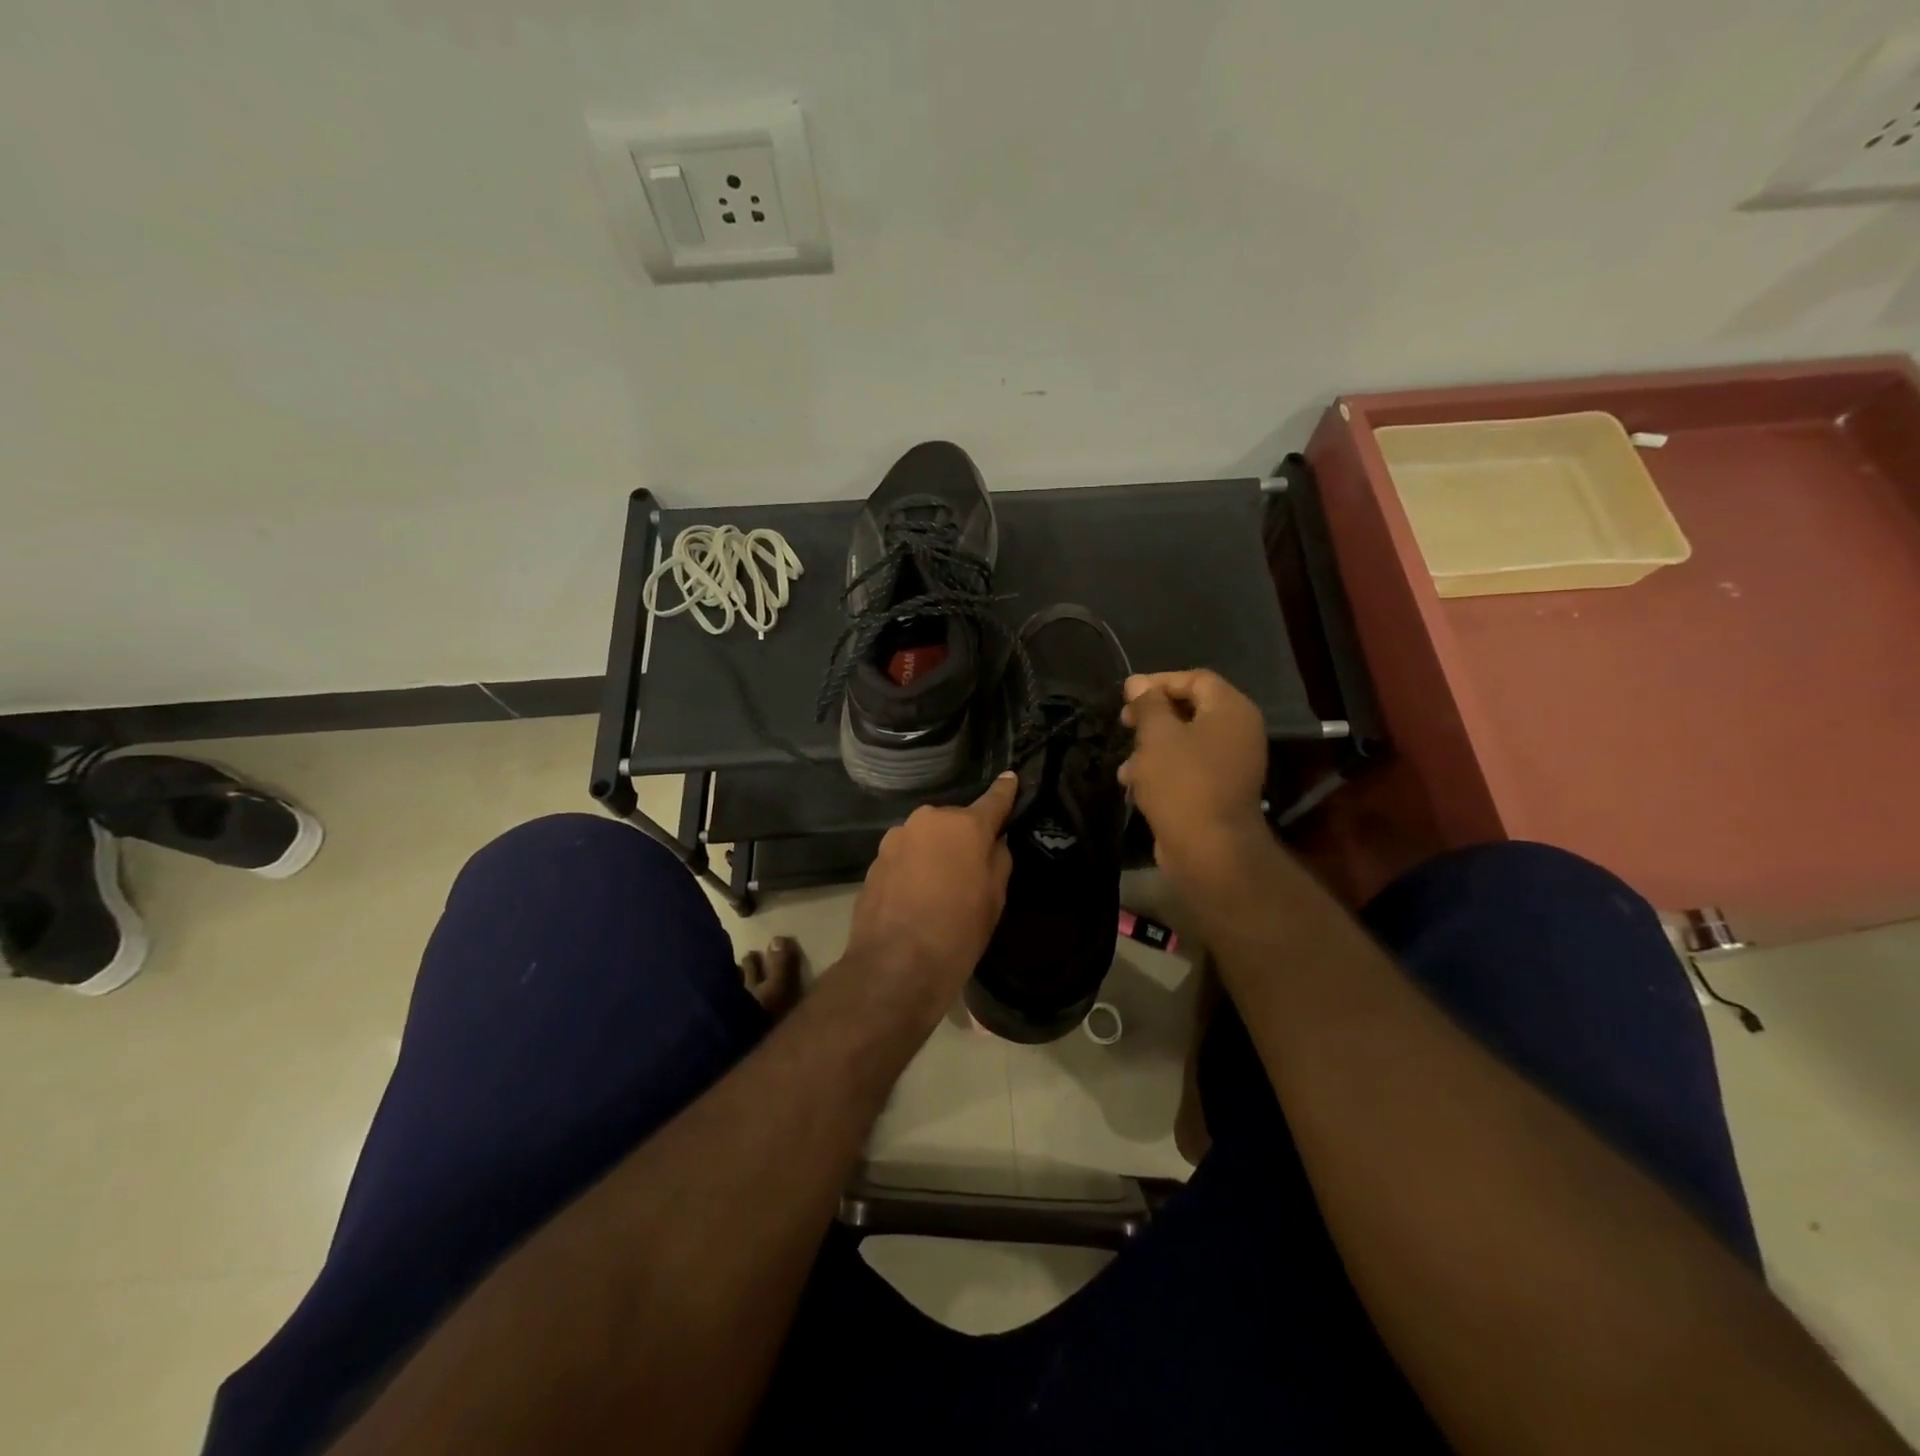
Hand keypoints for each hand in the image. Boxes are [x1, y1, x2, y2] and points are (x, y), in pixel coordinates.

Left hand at [843, 773, 1016, 1008]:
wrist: (895, 965)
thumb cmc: (957, 931)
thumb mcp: (994, 898)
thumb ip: (998, 859)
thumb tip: (994, 842)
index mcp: (964, 825)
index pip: (993, 800)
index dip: (1005, 791)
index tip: (1011, 778)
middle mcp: (928, 821)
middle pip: (954, 822)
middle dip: (963, 837)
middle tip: (970, 868)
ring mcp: (896, 838)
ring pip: (926, 838)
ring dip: (935, 853)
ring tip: (939, 888)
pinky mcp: (875, 860)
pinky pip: (905, 856)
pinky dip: (914, 868)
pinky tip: (916, 897)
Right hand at [1118, 670, 1269, 886]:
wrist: (1208, 849)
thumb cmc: (1182, 782)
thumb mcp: (1157, 735)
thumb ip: (1147, 704)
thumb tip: (1137, 682)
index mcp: (1231, 710)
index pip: (1196, 679)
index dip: (1159, 682)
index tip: (1127, 695)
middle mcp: (1238, 732)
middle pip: (1191, 709)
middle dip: (1152, 716)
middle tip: (1124, 723)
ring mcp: (1231, 764)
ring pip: (1185, 741)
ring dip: (1151, 747)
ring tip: (1125, 763)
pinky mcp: (1218, 791)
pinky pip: (1188, 768)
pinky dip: (1161, 770)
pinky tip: (1134, 784)